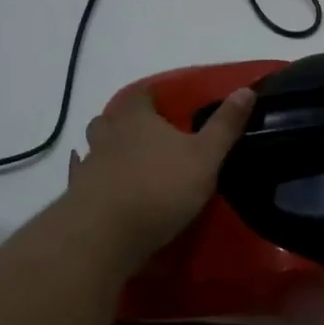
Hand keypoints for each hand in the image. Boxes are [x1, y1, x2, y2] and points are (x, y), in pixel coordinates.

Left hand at [63, 85, 255, 257]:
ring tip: (128, 160)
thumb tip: (246, 89)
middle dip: (126, 122)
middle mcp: (108, 134)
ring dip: (108, 149)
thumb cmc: (160, 188)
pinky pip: (83, 179)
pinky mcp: (77, 195)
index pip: (142, 95)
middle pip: (112, 118)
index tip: (167, 104)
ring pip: (95, 146)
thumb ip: (225, 125)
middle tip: (148, 134)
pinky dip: (92, 178)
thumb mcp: (205, 157)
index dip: (153, 96)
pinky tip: (101, 185)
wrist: (105, 235)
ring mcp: (89, 165)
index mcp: (137, 118)